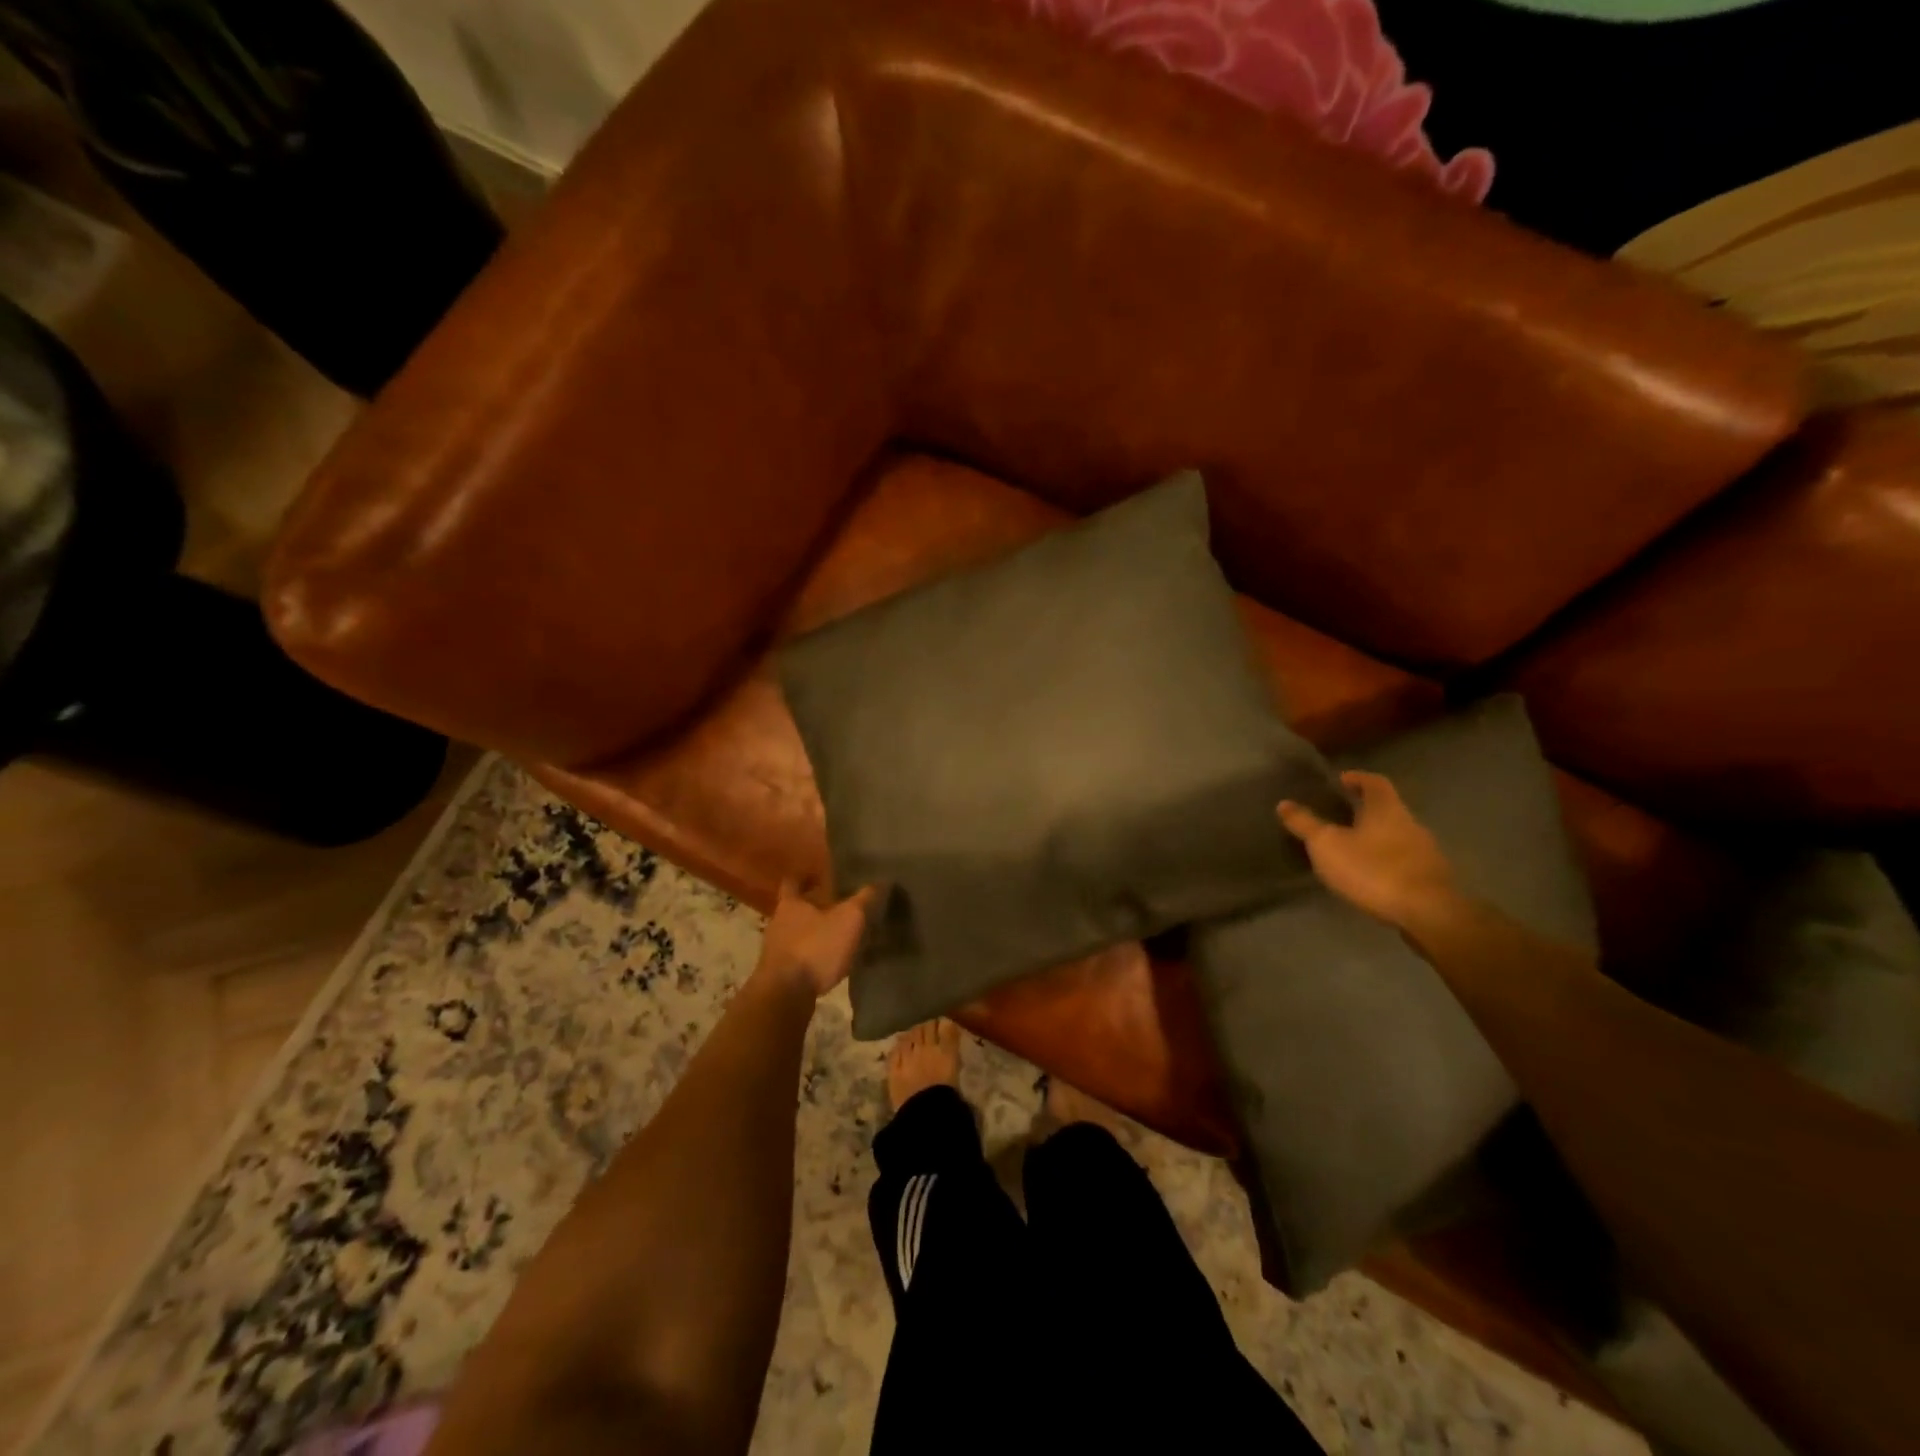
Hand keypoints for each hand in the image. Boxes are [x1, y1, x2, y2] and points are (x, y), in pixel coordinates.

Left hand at [754, 880, 878, 996]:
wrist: (785, 996)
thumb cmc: (815, 947)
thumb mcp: (848, 919)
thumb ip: (864, 899)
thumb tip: (882, 880)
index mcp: (790, 904)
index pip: (793, 882)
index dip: (805, 877)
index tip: (819, 876)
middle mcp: (778, 924)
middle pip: (796, 909)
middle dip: (815, 908)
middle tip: (839, 906)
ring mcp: (775, 951)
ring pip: (797, 935)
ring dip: (815, 934)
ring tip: (840, 936)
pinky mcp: (779, 975)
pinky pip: (799, 958)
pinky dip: (813, 957)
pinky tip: (830, 963)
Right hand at [1278, 770, 1456, 927]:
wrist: (1428, 913)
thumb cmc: (1373, 869)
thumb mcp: (1327, 845)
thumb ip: (1305, 824)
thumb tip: (1283, 803)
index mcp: (1386, 809)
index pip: (1374, 782)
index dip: (1357, 778)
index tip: (1341, 781)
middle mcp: (1410, 823)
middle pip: (1386, 808)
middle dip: (1364, 810)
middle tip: (1338, 816)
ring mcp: (1424, 851)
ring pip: (1395, 835)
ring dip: (1375, 837)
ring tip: (1350, 849)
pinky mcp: (1430, 877)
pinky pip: (1403, 860)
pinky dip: (1385, 860)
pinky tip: (1370, 875)